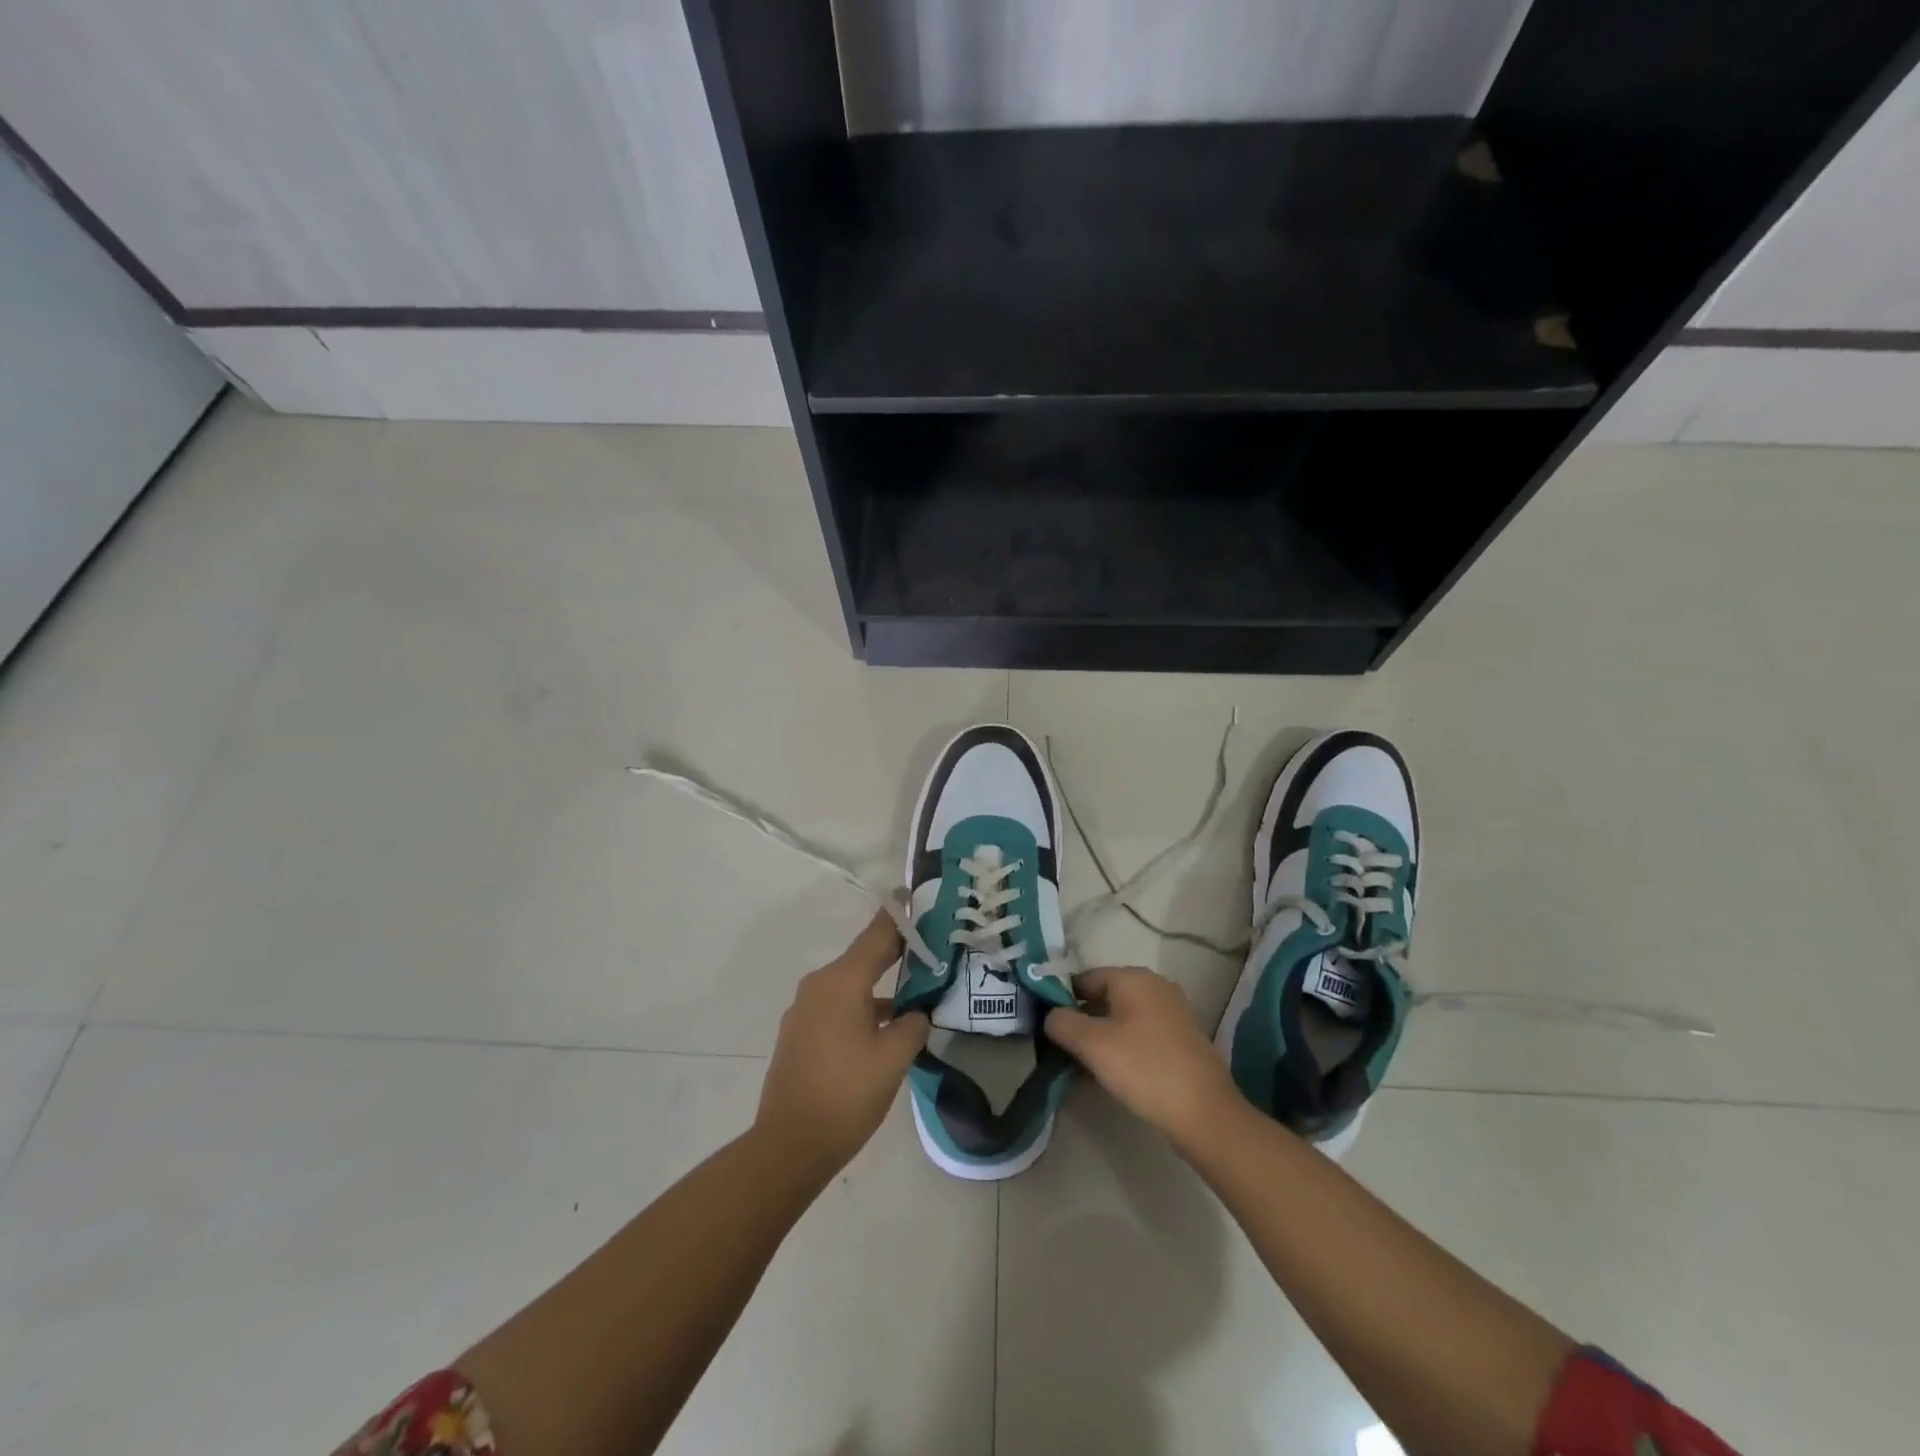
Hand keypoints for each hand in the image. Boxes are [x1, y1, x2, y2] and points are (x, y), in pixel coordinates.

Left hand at [754, 911, 930, 1176]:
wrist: (789, 1146)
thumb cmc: (846, 1095)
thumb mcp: (893, 1058)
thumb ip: (913, 1025)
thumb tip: (916, 1013)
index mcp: (841, 981)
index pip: (877, 935)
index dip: (900, 917)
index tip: (917, 897)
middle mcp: (819, 986)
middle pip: (863, 958)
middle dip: (896, 952)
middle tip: (930, 947)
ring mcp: (804, 1010)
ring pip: (851, 985)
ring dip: (880, 986)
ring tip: (916, 991)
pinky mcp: (800, 1034)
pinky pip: (837, 1006)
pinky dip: (862, 1007)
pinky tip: (885, 1027)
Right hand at [1045, 967, 1240, 1144]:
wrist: (1204, 1113)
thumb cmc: (1144, 1068)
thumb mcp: (1093, 1044)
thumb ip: (1063, 1023)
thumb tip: (1051, 1016)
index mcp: (1133, 978)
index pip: (1084, 978)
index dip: (1060, 999)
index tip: (1045, 1027)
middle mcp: (1154, 987)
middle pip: (1103, 998)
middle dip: (1080, 1022)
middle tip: (1059, 1051)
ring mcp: (1171, 1013)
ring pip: (1121, 1020)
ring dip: (1099, 1039)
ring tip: (1079, 1068)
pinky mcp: (1180, 1040)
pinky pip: (1139, 1036)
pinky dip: (1121, 1049)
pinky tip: (1108, 1076)